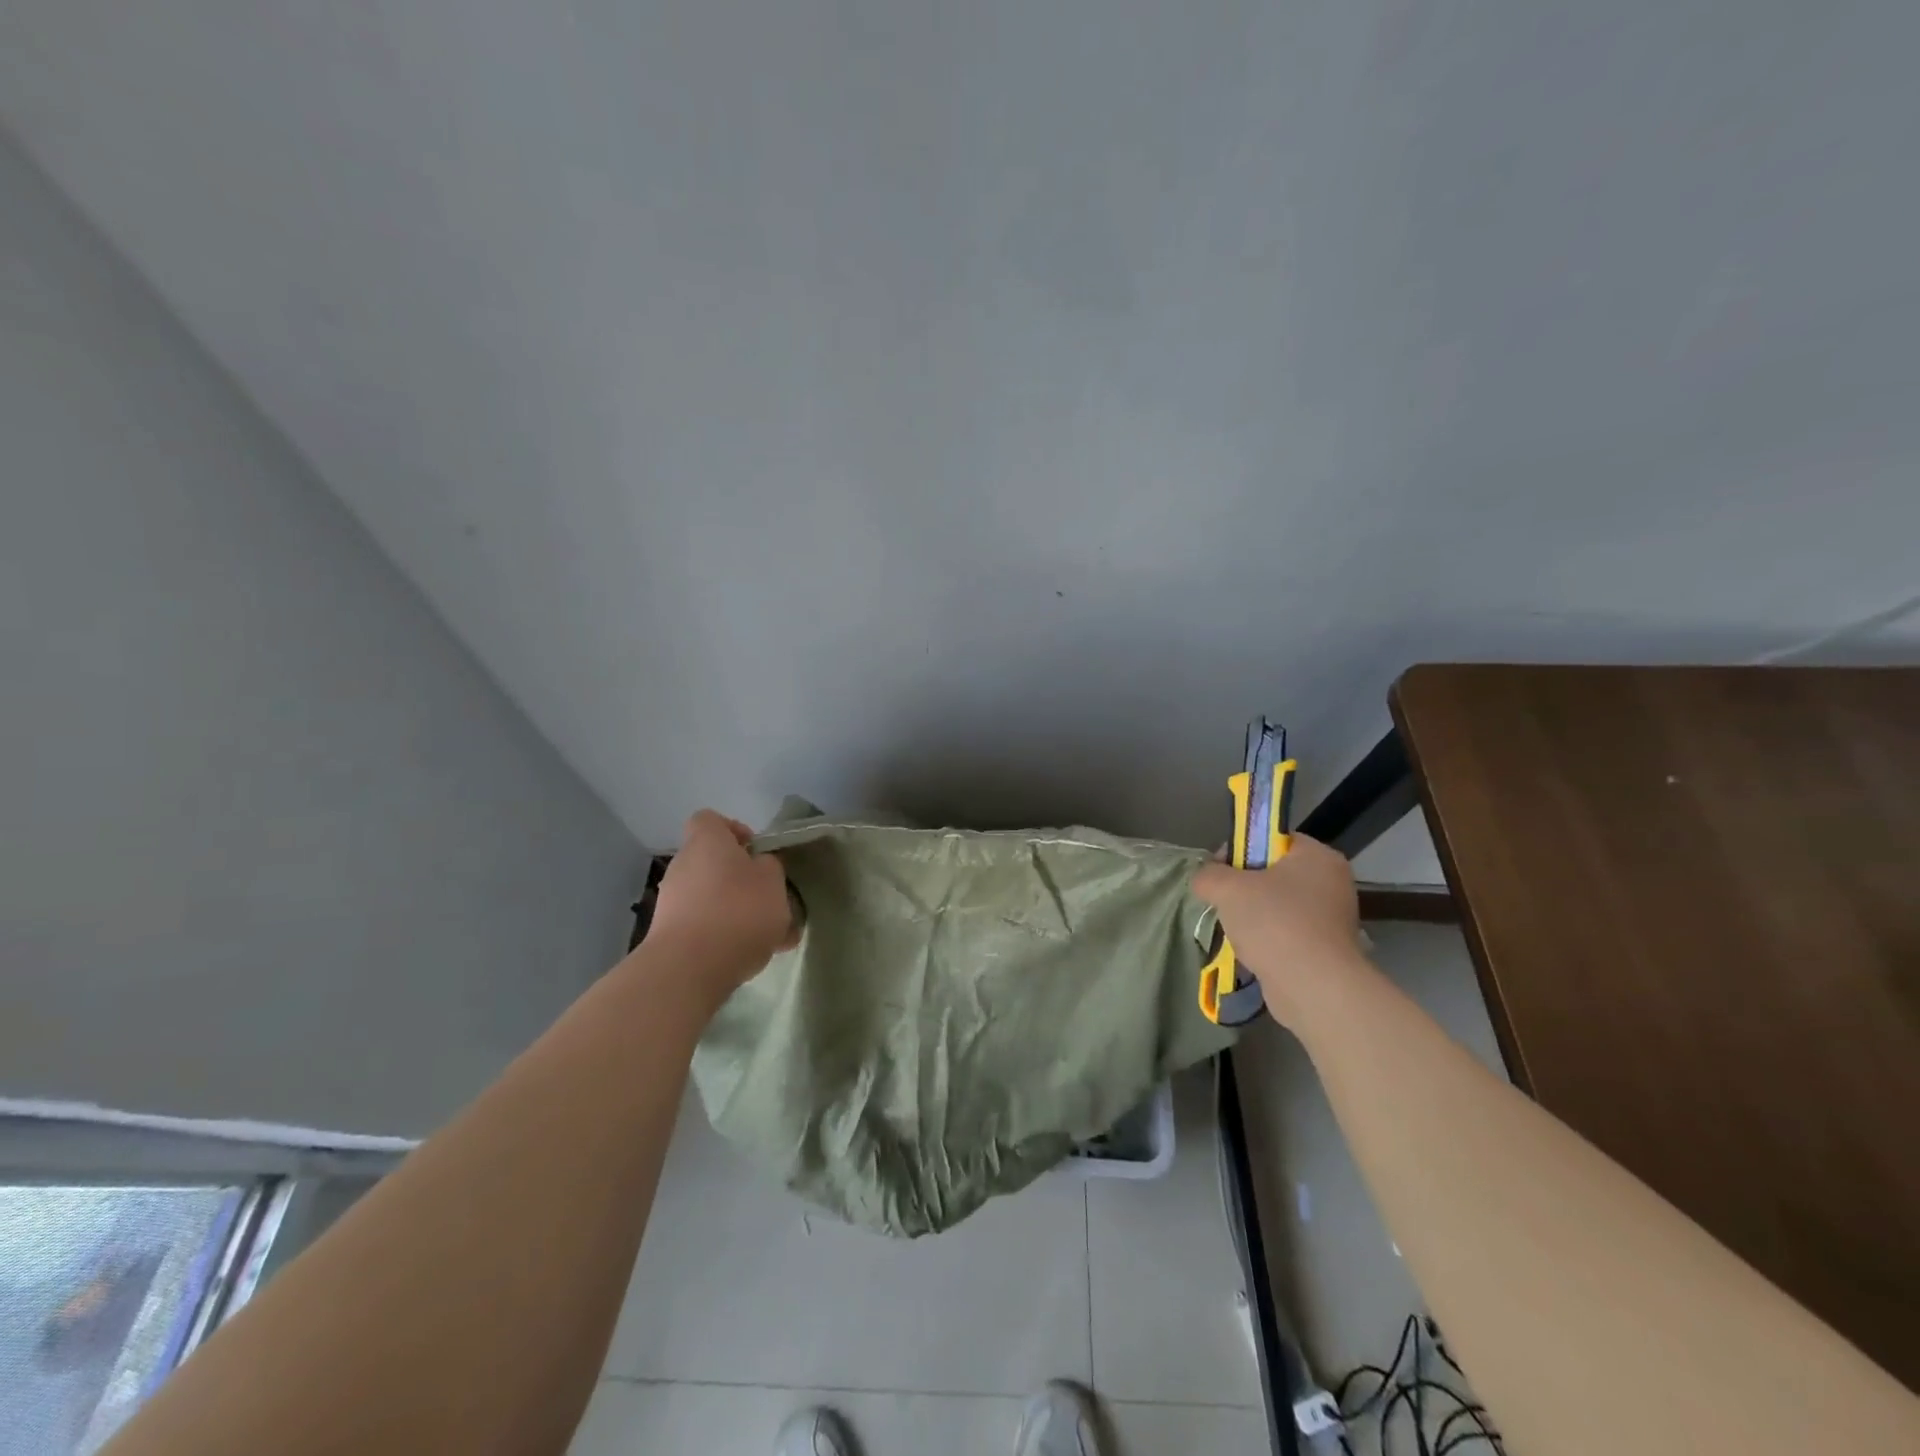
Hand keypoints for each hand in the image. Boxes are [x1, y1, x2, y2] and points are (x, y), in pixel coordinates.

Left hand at [646, 810, 797, 992]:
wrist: (689, 969)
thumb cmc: (738, 911)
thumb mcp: (773, 880)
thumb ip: (769, 867)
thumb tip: (758, 868)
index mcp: (706, 842)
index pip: (711, 820)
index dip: (735, 830)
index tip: (756, 852)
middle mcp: (683, 865)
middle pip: (714, 862)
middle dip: (742, 879)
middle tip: (769, 897)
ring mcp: (672, 901)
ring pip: (713, 897)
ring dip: (738, 910)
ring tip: (771, 936)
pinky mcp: (670, 934)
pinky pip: (706, 926)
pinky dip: (726, 935)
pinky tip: (754, 956)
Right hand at [1192, 834, 1362, 1028]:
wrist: (1313, 988)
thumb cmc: (1274, 923)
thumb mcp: (1227, 888)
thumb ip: (1208, 875)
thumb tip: (1204, 878)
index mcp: (1318, 857)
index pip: (1273, 839)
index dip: (1241, 848)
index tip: (1218, 869)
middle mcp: (1332, 883)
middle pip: (1274, 873)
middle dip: (1243, 887)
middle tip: (1222, 900)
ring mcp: (1332, 919)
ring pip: (1278, 905)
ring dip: (1252, 916)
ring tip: (1234, 930)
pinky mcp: (1325, 950)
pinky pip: (1286, 933)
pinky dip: (1266, 939)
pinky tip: (1249, 951)